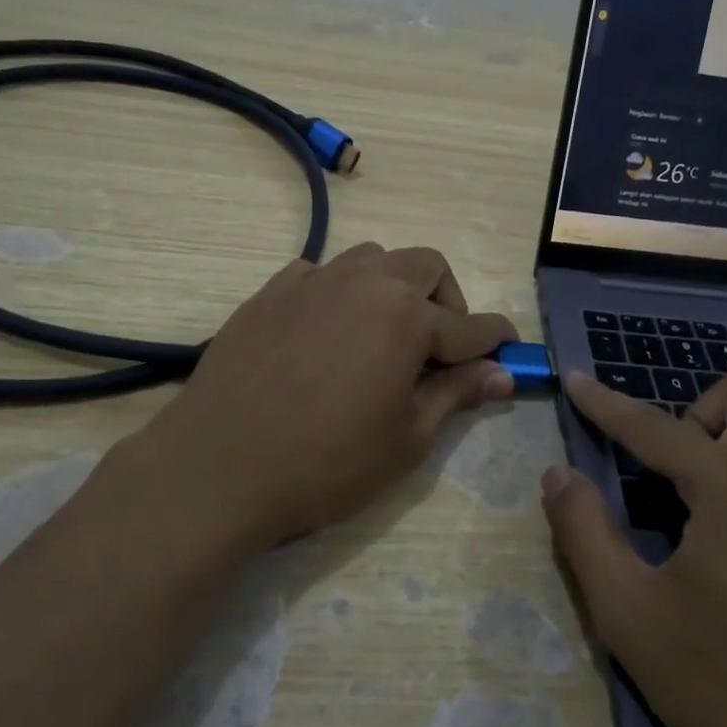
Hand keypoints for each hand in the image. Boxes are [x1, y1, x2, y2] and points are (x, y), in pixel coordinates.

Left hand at [115, 244, 517, 553]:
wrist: (217, 466)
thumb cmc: (324, 464)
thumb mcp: (405, 440)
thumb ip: (456, 395)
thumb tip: (500, 373)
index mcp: (405, 317)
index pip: (471, 324)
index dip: (496, 340)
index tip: (510, 349)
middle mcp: (363, 282)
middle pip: (426, 267)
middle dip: (447, 300)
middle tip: (439, 348)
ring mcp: (312, 281)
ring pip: (373, 259)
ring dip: (394, 288)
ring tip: (382, 336)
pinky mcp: (271, 291)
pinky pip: (321, 274)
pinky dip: (340, 294)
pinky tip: (326, 334)